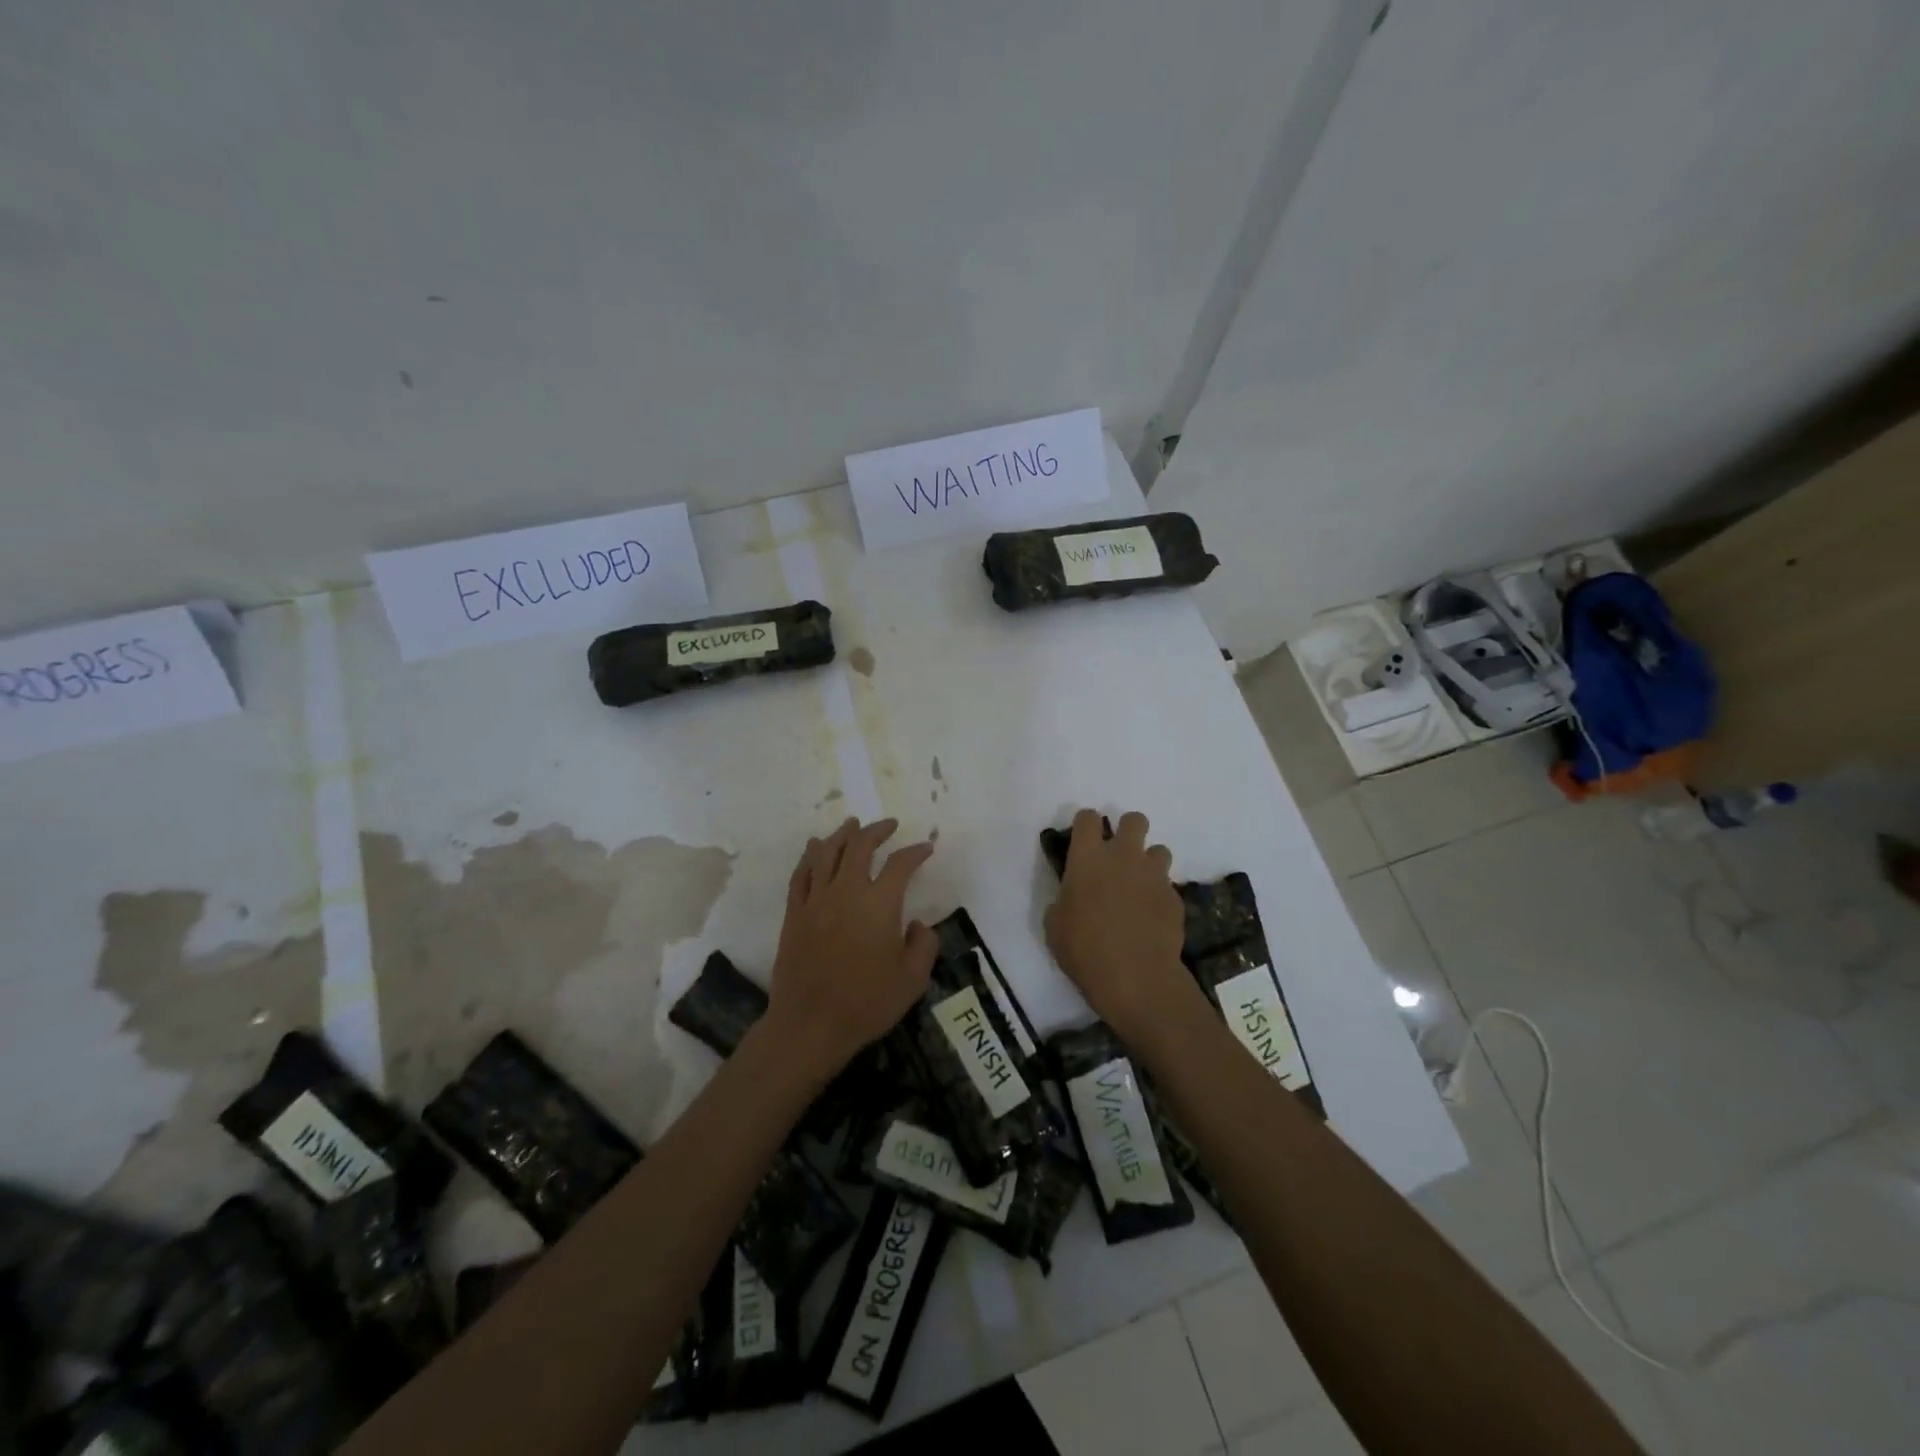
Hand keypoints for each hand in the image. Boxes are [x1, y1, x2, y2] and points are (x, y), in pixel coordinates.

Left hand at [765, 817, 937, 1076]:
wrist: (810, 1024)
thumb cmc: (866, 1003)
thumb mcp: (912, 979)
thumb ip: (924, 945)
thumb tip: (917, 924)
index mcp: (880, 903)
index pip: (900, 864)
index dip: (916, 852)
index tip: (926, 848)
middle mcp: (847, 891)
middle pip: (860, 846)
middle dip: (876, 830)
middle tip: (888, 825)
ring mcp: (816, 900)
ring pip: (827, 853)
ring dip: (842, 834)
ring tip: (852, 824)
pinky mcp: (794, 913)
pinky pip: (801, 874)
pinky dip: (810, 856)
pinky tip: (814, 848)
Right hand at [1044, 809, 1193, 1046]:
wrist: (1135, 977)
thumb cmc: (1083, 949)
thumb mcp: (1055, 925)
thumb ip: (1063, 901)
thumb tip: (1071, 900)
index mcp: (1088, 857)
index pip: (1087, 818)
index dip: (1086, 824)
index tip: (1084, 839)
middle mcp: (1123, 856)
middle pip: (1134, 820)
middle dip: (1128, 830)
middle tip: (1119, 855)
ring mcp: (1154, 875)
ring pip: (1159, 850)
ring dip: (1149, 862)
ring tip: (1140, 886)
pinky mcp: (1175, 898)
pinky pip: (1168, 886)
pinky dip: (1160, 895)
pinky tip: (1152, 917)